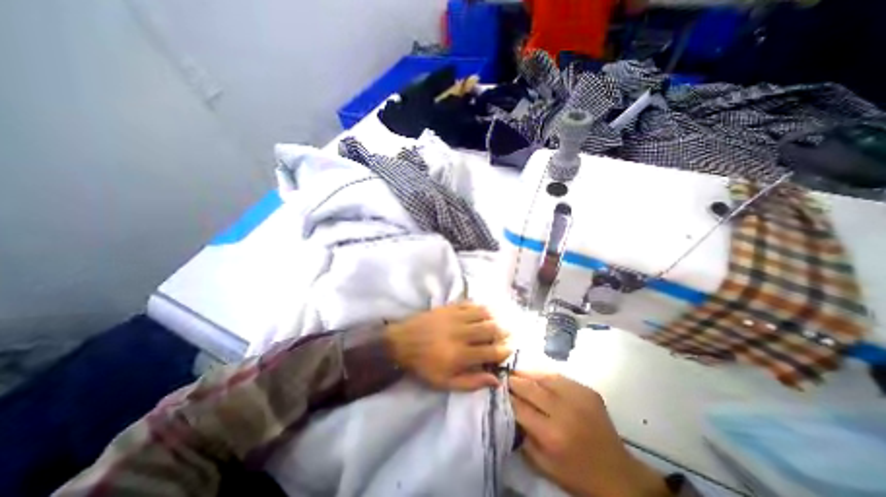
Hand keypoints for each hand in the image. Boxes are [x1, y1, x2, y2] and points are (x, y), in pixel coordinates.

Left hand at [382, 303, 512, 392]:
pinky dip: (479, 307)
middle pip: (491, 329)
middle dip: (503, 332)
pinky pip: (469, 303)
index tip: (509, 348)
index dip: (504, 350)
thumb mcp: (445, 382)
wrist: (402, 342)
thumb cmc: (424, 365)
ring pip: (483, 313)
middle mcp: (462, 333)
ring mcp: (455, 317)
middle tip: (507, 333)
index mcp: (461, 355)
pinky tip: (481, 312)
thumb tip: (496, 381)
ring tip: (495, 322)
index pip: (492, 351)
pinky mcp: (449, 307)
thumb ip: (472, 382)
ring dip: (493, 318)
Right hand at [510, 370, 667, 494]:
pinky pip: (560, 377)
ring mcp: (578, 398)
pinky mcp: (588, 391)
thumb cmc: (576, 473)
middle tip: (505, 377)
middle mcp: (563, 412)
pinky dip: (546, 376)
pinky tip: (539, 376)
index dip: (507, 397)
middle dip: (515, 381)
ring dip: (528, 374)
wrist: (617, 474)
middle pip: (531, 388)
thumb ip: (523, 437)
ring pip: (545, 378)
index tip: (498, 389)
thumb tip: (509, 410)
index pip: (520, 407)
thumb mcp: (544, 465)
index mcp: (551, 435)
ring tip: (517, 372)